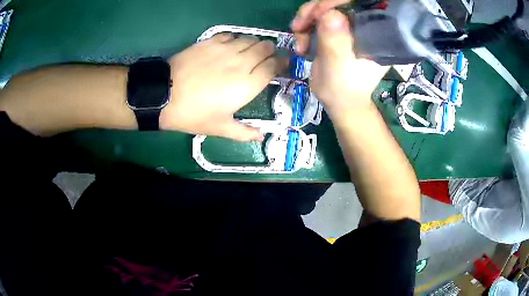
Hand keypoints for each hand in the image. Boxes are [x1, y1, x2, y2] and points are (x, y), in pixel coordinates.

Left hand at [160, 34, 283, 141]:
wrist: (164, 95)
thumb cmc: (194, 114)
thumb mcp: (220, 128)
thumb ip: (244, 132)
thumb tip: (261, 137)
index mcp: (248, 84)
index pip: (274, 66)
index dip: (281, 63)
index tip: (282, 64)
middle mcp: (242, 62)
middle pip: (266, 47)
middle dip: (270, 51)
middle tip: (265, 58)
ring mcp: (226, 49)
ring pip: (250, 39)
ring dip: (254, 44)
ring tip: (248, 52)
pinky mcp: (211, 41)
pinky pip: (231, 35)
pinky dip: (235, 40)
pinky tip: (229, 47)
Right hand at [292, 3, 388, 121]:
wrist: (338, 101)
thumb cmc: (344, 89)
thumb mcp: (338, 67)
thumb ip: (335, 42)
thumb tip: (330, 14)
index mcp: (374, 35)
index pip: (359, 5)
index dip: (336, 3)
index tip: (317, 14)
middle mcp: (364, 27)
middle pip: (339, 3)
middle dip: (315, 10)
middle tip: (300, 26)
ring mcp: (349, 27)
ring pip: (325, 8)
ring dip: (306, 19)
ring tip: (299, 38)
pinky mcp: (336, 30)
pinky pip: (318, 17)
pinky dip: (305, 25)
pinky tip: (301, 42)